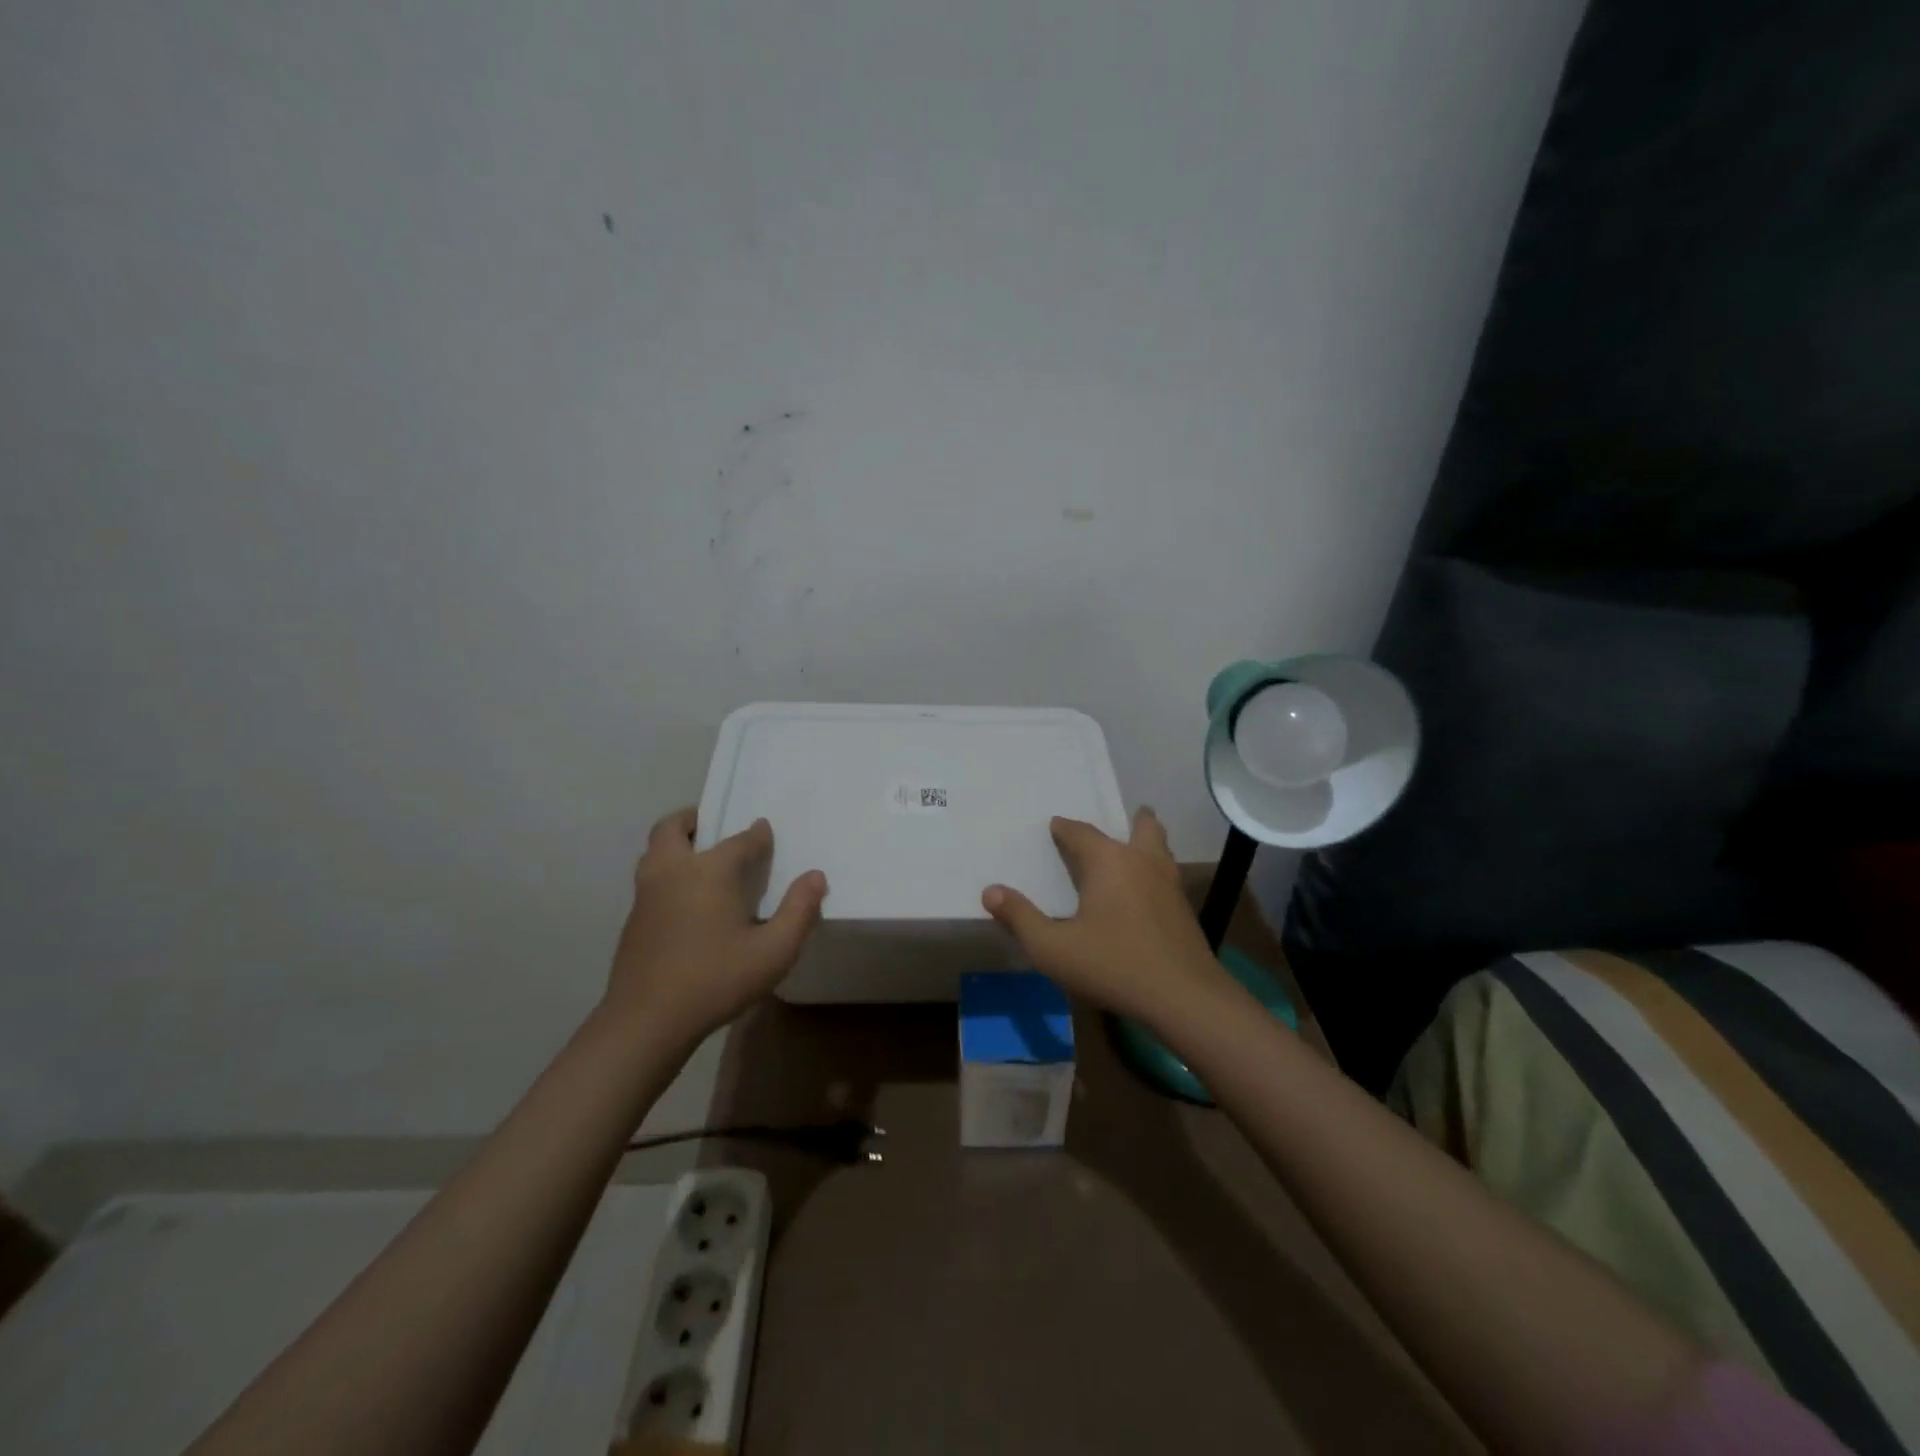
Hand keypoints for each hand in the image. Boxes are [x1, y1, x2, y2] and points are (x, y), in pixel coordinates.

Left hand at [603, 808, 827, 1042]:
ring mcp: (646, 894)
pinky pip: (650, 878)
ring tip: (701, 861)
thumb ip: (799, 910)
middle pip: (674, 827)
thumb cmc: (716, 980)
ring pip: (655, 851)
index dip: (758, 835)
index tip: (766, 833)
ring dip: (676, 845)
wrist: (646, 1022)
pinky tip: (687, 902)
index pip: (740, 840)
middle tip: (715, 828)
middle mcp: (673, 870)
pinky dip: (667, 873)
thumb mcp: (774, 951)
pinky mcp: (633, 919)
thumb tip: (815, 876)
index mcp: (709, 870)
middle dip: (695, 820)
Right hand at [981, 808, 1230, 1025]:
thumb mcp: (1052, 948)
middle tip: (1123, 819)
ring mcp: (1170, 884)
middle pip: (1142, 827)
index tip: (1055, 827)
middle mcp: (1142, 861)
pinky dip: (1157, 870)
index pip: (1082, 832)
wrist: (1184, 997)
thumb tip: (990, 891)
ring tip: (1136, 848)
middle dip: (1131, 820)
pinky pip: (1168, 874)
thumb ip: (1020, 918)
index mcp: (1109, 861)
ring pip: (1161, 849)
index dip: (1065, 829)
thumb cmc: (1113, 965)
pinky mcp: (1185, 909)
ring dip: (1148, 842)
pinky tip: (1147, 892)